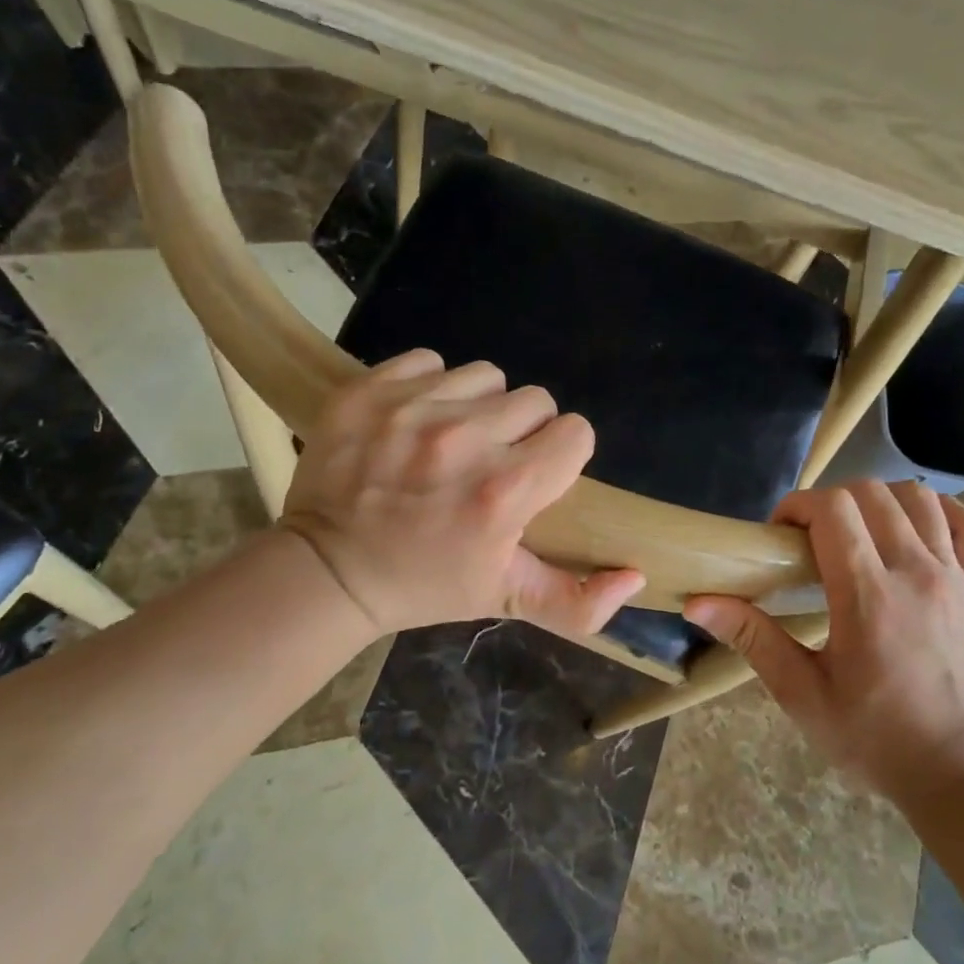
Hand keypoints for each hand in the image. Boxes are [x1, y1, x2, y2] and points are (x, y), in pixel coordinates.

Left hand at [278, 349, 645, 637]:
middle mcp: (464, 439)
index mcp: (504, 491)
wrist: (327, 569)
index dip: (561, 455)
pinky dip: (429, 386)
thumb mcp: (504, 600)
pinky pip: (429, 362)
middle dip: (522, 430)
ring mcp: (413, 407)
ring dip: (478, 404)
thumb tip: (636, 575)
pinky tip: (413, 422)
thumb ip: (578, 601)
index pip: (576, 432)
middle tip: (490, 463)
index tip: (534, 476)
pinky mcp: (370, 388)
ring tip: (451, 440)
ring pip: (485, 376)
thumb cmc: (424, 584)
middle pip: (534, 400)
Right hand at [685, 481, 963, 812]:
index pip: (833, 509)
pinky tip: (910, 529)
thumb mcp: (802, 695)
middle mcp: (914, 571)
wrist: (959, 774)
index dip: (797, 506)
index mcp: (868, 595)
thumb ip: (753, 639)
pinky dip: (938, 512)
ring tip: (853, 533)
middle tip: (807, 540)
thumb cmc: (875, 738)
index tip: (779, 537)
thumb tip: (697, 603)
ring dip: (877, 500)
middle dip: (828, 502)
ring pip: (916, 497)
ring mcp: (952, 576)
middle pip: (870, 493)